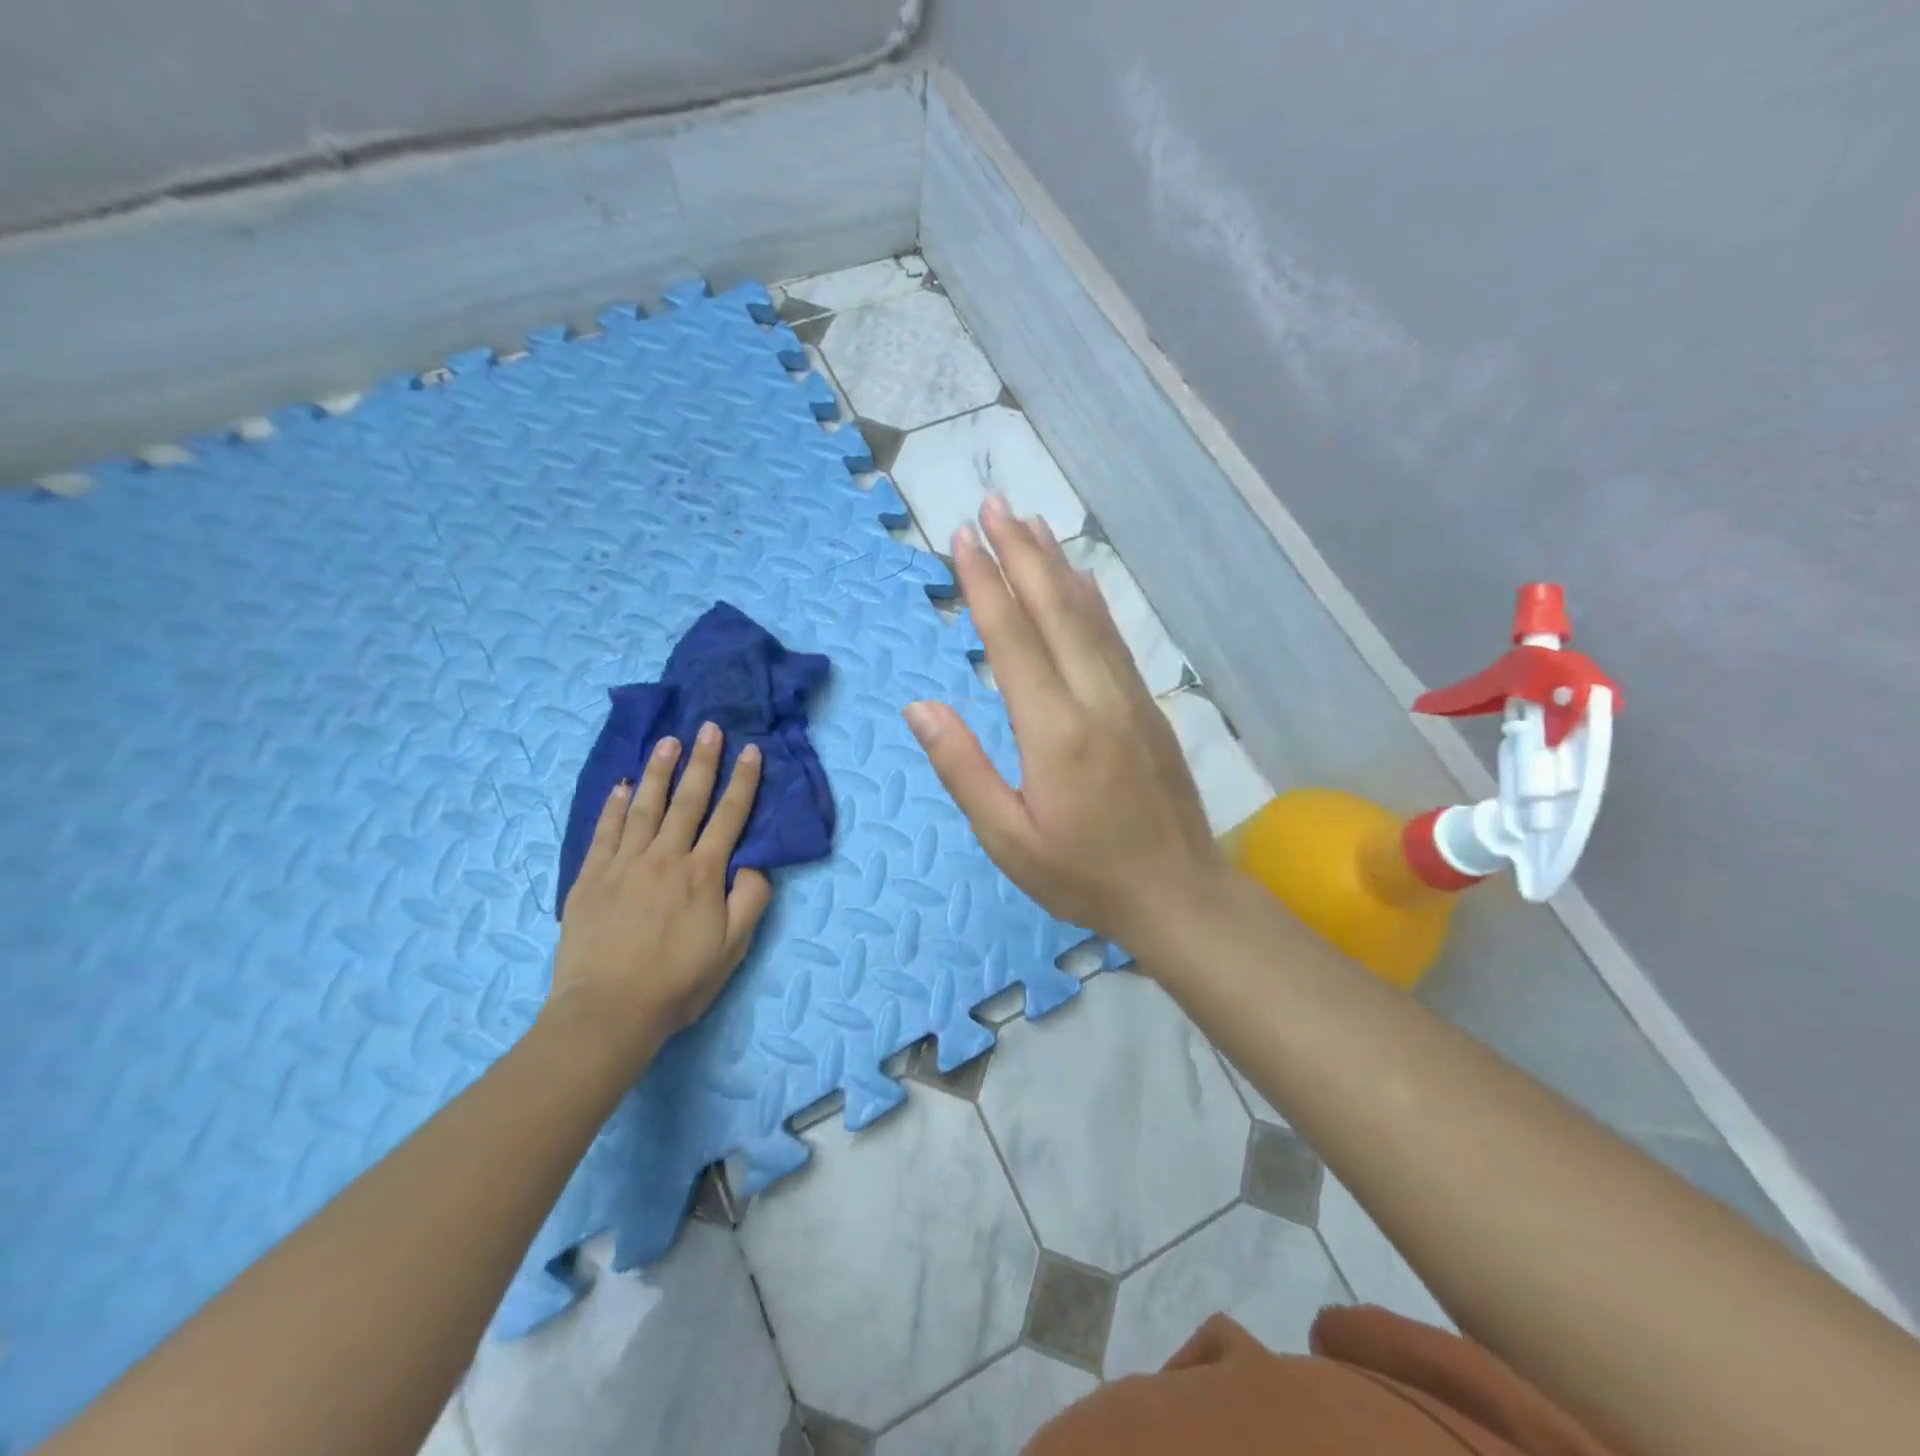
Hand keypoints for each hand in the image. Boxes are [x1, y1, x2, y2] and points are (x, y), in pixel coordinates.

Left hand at [544, 723, 772, 1063]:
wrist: (607, 1012)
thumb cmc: (678, 983)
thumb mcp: (732, 948)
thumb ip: (750, 900)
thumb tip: (754, 863)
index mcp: (703, 874)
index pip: (729, 816)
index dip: (743, 782)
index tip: (751, 751)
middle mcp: (665, 858)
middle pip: (687, 800)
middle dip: (702, 761)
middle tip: (708, 728)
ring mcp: (623, 864)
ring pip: (645, 807)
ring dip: (660, 771)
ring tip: (668, 742)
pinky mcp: (590, 878)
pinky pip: (604, 831)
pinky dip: (614, 805)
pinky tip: (622, 785)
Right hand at [903, 494, 1227, 951]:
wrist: (1178, 894)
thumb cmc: (1082, 875)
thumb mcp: (1008, 839)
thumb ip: (963, 768)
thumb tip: (920, 707)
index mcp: (1055, 732)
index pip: (1013, 640)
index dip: (985, 585)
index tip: (962, 539)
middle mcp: (1095, 699)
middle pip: (1054, 610)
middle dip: (1021, 553)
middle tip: (995, 506)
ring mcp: (1129, 697)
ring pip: (1089, 615)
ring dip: (1056, 565)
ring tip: (1031, 524)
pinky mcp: (1148, 706)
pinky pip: (1114, 638)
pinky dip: (1091, 599)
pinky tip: (1079, 578)